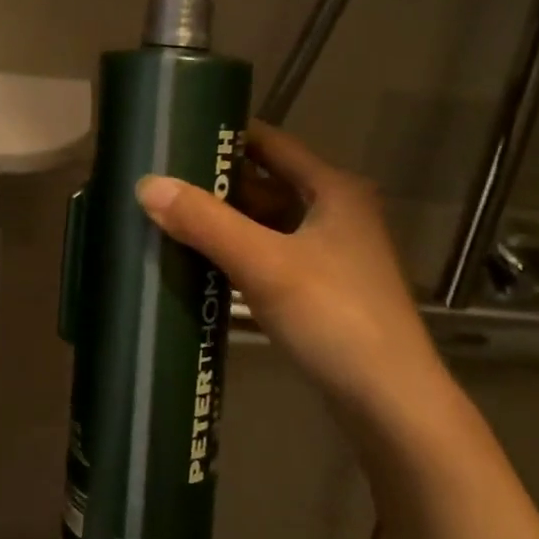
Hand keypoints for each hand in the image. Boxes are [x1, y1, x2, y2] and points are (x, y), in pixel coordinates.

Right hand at [134, 121, 446, 422]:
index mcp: (334, 190)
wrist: (392, 406)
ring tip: (169, 214)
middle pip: (266, 183)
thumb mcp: (264, 264)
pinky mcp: (322, 290)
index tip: (177, 132)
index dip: (226, 135)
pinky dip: (238, 251)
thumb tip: (146, 184)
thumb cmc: (335, 318)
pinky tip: (200, 259)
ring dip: (225, 219)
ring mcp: (331, 254)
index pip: (271, 143)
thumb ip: (205, 222)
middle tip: (161, 177)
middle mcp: (337, 213)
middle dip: (216, 181)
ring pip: (267, 222)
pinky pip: (270, 254)